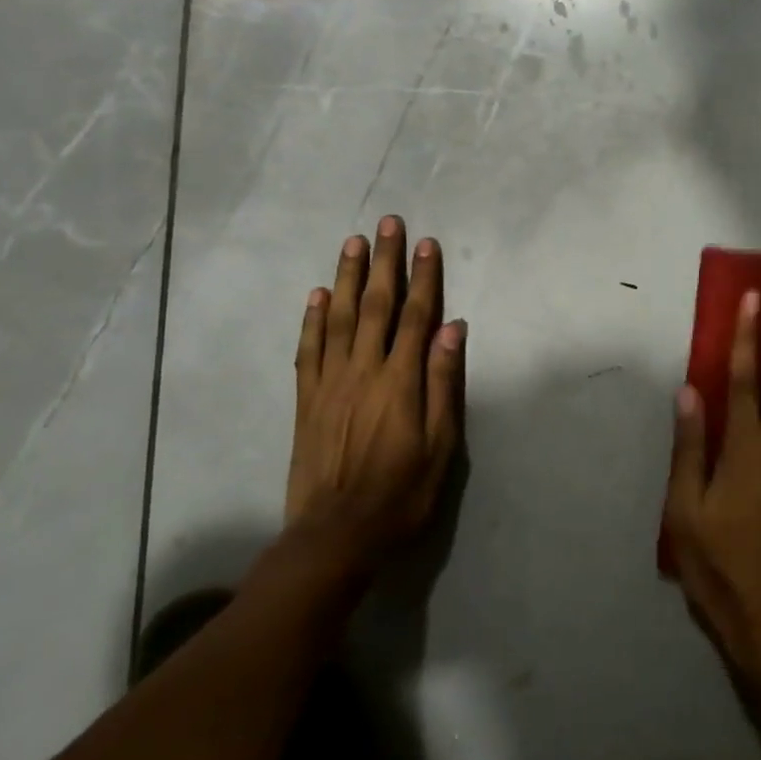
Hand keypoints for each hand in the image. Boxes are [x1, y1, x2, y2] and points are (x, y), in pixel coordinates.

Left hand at [287, 215, 464, 569]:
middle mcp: (363, 371)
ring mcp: (330, 383)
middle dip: (383, 262)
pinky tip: (316, 295)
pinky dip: (312, 319)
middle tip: (387, 223)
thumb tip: (453, 329)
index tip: (426, 243)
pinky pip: (308, 350)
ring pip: (338, 318)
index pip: (416, 316)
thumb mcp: (440, 446)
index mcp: (400, 381)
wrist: (335, 536)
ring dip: (346, 277)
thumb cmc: (401, 493)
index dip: (423, 277)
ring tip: (353, 243)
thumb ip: (444, 384)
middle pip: (375, 305)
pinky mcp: (307, 400)